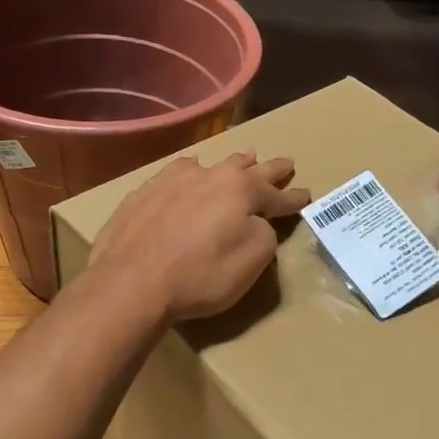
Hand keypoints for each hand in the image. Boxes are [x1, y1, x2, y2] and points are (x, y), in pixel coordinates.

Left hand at [90, 150, 310, 323]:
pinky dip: (190, 172)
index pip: (276, 194)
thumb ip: (263, 235)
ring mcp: (172, 180)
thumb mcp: (252, 261)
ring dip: (231, 163)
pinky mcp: (143, 193)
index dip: (293, 198)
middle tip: (284, 162)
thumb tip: (256, 223)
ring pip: (210, 164)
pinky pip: (175, 173)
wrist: (132, 282)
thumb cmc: (202, 274)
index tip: (306, 194)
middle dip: (268, 168)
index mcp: (241, 191)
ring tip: (244, 156)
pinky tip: (188, 170)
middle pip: (246, 169)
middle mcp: (209, 176)